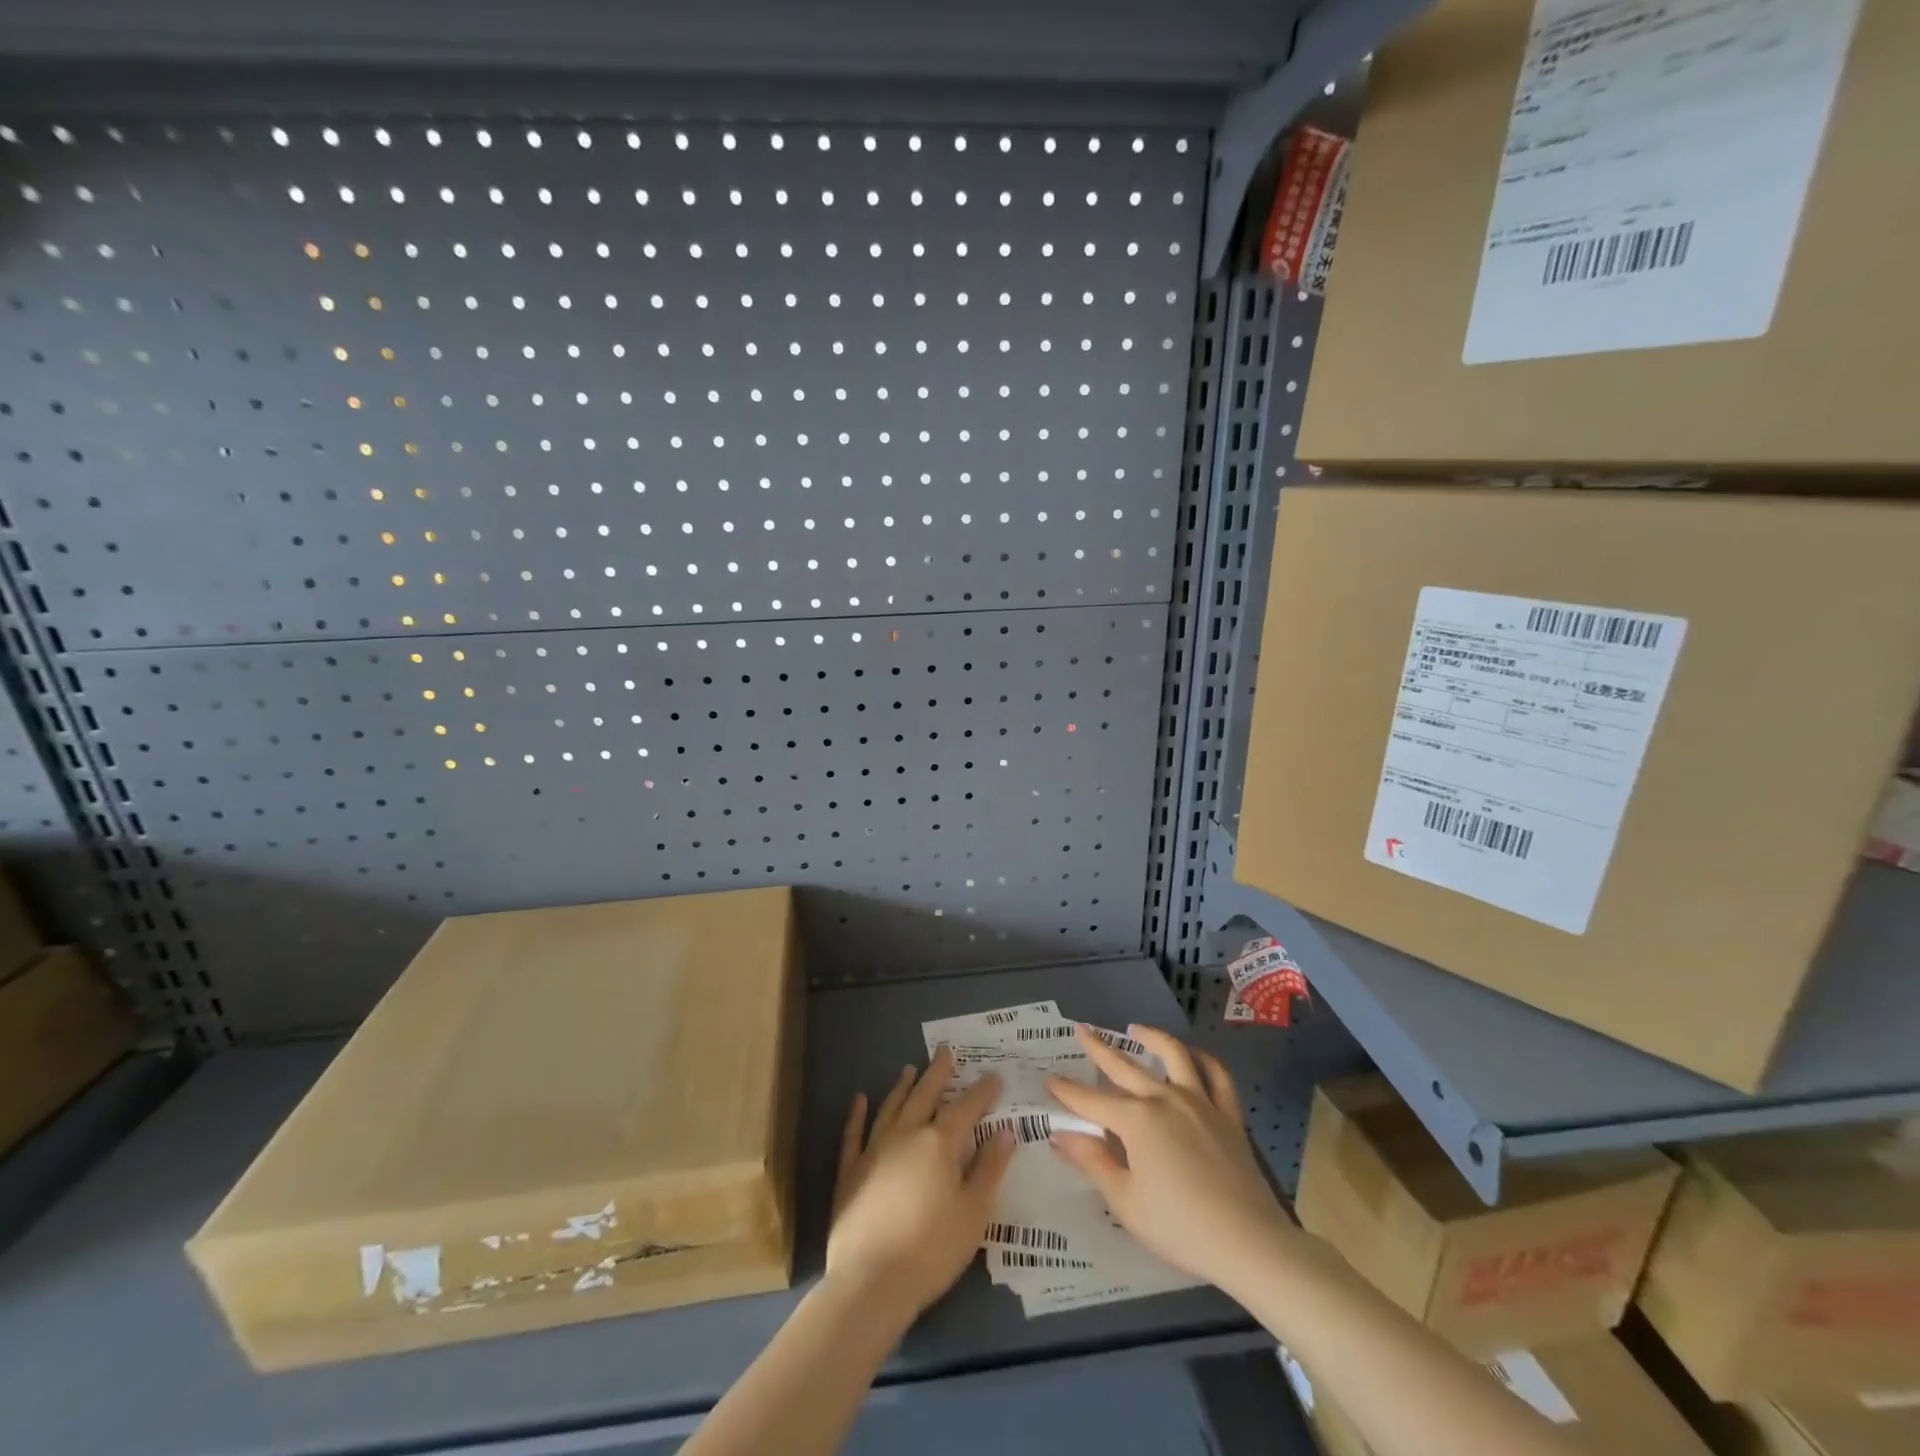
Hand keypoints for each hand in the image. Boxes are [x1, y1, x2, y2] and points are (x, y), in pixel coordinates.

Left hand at [826, 1046, 1015, 1318]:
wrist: (871, 1282)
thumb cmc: (932, 1250)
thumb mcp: (974, 1213)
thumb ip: (990, 1169)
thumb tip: (1005, 1132)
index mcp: (940, 1143)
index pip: (966, 1107)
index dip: (982, 1091)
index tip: (993, 1076)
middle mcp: (906, 1135)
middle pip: (925, 1095)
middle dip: (938, 1072)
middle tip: (945, 1051)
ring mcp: (874, 1149)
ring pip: (891, 1107)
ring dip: (902, 1087)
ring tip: (910, 1069)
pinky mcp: (850, 1171)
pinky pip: (854, 1134)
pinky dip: (857, 1114)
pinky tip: (860, 1100)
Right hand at [1046, 1025, 1292, 1295]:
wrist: (1249, 1242)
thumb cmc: (1180, 1227)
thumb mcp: (1125, 1201)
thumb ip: (1093, 1162)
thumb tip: (1060, 1135)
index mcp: (1136, 1120)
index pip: (1091, 1101)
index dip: (1067, 1092)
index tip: (1048, 1079)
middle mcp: (1165, 1099)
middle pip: (1125, 1067)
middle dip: (1099, 1049)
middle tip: (1081, 1031)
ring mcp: (1200, 1102)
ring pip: (1174, 1056)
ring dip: (1152, 1037)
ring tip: (1136, 1029)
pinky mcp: (1228, 1115)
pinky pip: (1217, 1076)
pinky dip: (1203, 1060)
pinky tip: (1192, 1056)